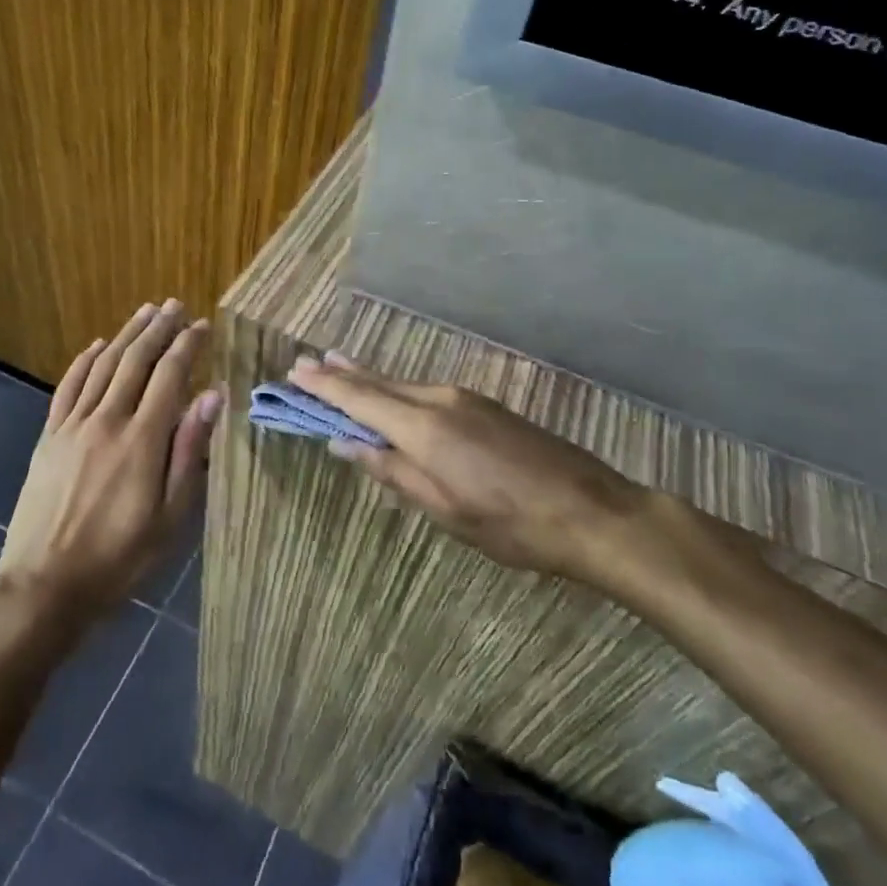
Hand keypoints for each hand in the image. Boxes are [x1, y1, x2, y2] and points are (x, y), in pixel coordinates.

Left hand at [0, 301, 220, 624]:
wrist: (44, 585)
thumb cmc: (120, 557)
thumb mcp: (171, 517)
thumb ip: (190, 452)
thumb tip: (213, 396)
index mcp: (142, 440)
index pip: (170, 375)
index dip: (188, 346)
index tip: (203, 325)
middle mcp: (107, 420)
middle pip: (135, 360)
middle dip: (158, 329)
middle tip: (175, 305)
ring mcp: (73, 426)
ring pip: (103, 365)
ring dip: (126, 335)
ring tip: (145, 312)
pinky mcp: (50, 437)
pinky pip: (68, 387)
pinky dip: (84, 361)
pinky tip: (96, 345)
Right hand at [288, 354, 648, 586]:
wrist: (590, 510)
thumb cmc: (511, 523)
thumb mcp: (444, 509)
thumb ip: (392, 470)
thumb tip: (345, 442)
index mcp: (424, 427)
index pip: (361, 399)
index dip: (326, 386)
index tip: (295, 371)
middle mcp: (440, 400)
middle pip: (380, 383)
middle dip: (342, 374)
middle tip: (307, 362)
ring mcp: (466, 399)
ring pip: (404, 386)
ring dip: (370, 380)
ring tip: (339, 368)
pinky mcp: (485, 406)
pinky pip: (427, 393)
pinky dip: (398, 392)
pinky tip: (391, 397)